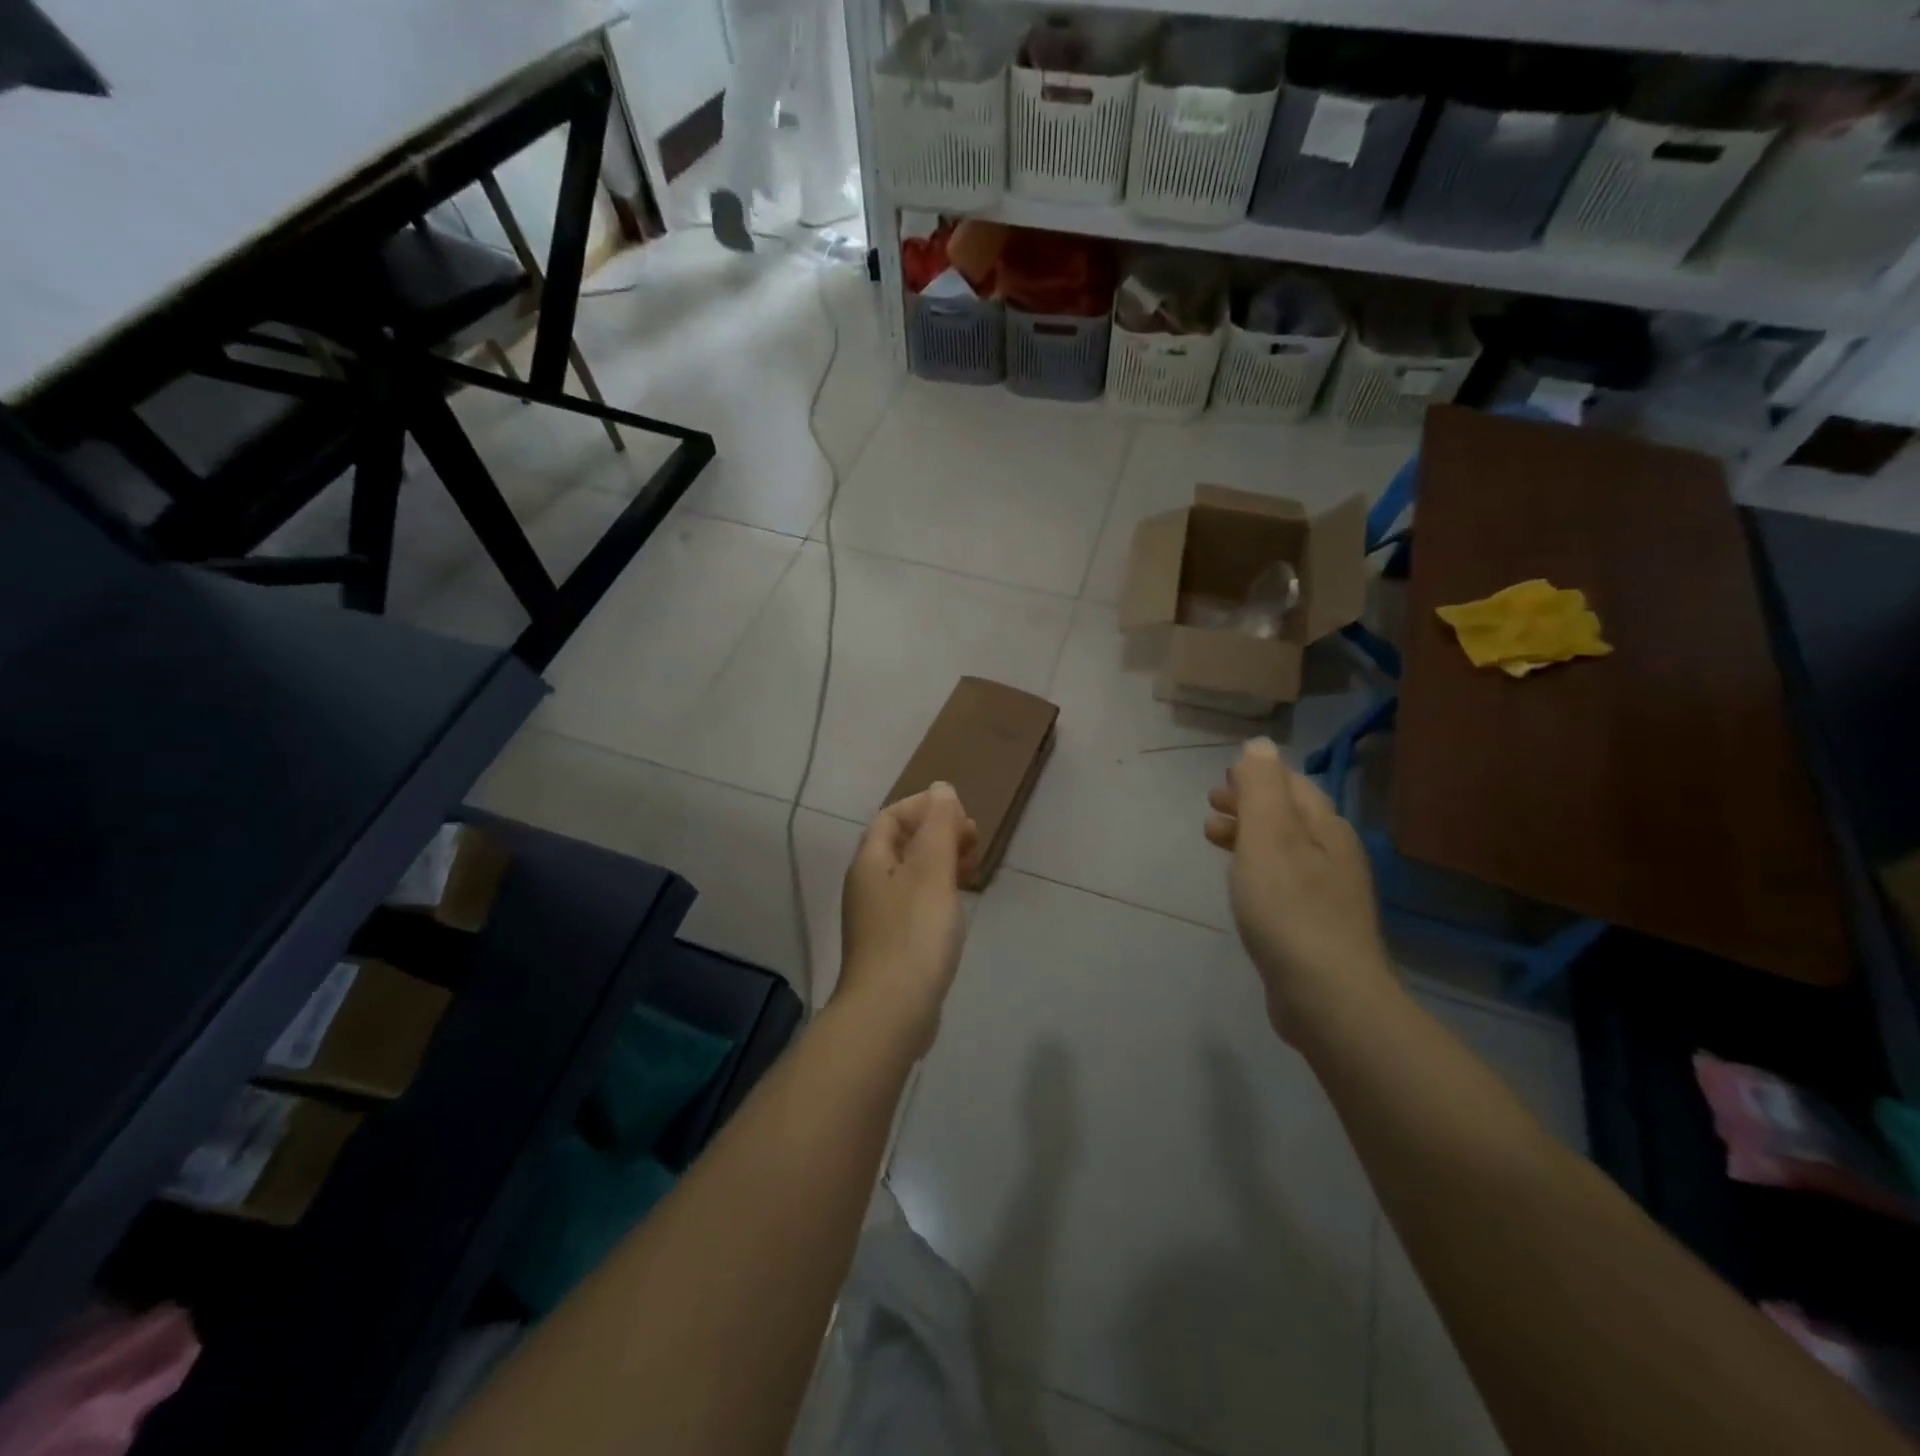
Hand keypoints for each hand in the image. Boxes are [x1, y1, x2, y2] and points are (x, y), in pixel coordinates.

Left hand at [837, 783, 977, 1055]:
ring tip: (973, 868)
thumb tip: (940, 789)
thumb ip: (938, 826)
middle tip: (974, 840)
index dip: (924, 807)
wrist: (891, 1011)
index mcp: (871, 861)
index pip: (891, 817)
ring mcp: (877, 918)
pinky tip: (957, 905)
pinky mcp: (891, 945)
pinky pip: (914, 902)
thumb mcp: (932, 870)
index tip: (961, 814)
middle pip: (901, 845)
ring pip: (910, 875)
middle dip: (937, 834)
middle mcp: (867, 884)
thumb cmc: (914, 933)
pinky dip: (937, 892)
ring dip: (941, 862)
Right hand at [1205, 739, 1394, 1041]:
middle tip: (1210, 805)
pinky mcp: (1316, 927)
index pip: (1292, 785)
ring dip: (1249, 835)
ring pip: (1284, 849)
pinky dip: (1256, 867)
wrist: (1327, 997)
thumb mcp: (1269, 837)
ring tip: (1212, 838)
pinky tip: (1241, 885)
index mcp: (1326, 828)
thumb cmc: (1289, 908)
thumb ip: (1262, 787)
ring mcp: (1329, 894)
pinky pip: (1283, 881)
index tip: (1221, 780)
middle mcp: (1334, 854)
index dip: (1257, 776)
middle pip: (1289, 815)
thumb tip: (1259, 745)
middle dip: (1249, 804)